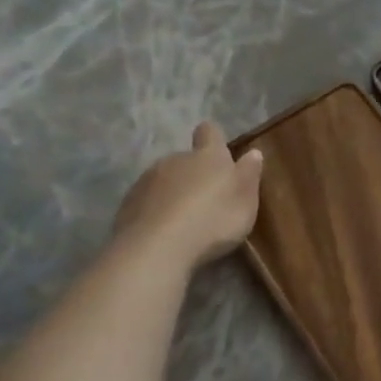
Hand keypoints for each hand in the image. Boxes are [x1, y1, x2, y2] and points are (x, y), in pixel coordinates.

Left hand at [112, 122, 263, 268]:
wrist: (157, 248)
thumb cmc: (212, 220)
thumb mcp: (245, 201)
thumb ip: (249, 175)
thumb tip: (253, 152)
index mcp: (207, 156)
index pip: (209, 132)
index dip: (214, 139)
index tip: (219, 152)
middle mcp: (175, 159)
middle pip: (186, 159)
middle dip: (195, 174)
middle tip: (207, 200)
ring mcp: (147, 180)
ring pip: (164, 180)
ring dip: (174, 193)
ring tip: (184, 221)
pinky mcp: (127, 204)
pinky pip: (147, 202)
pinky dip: (156, 211)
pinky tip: (164, 233)